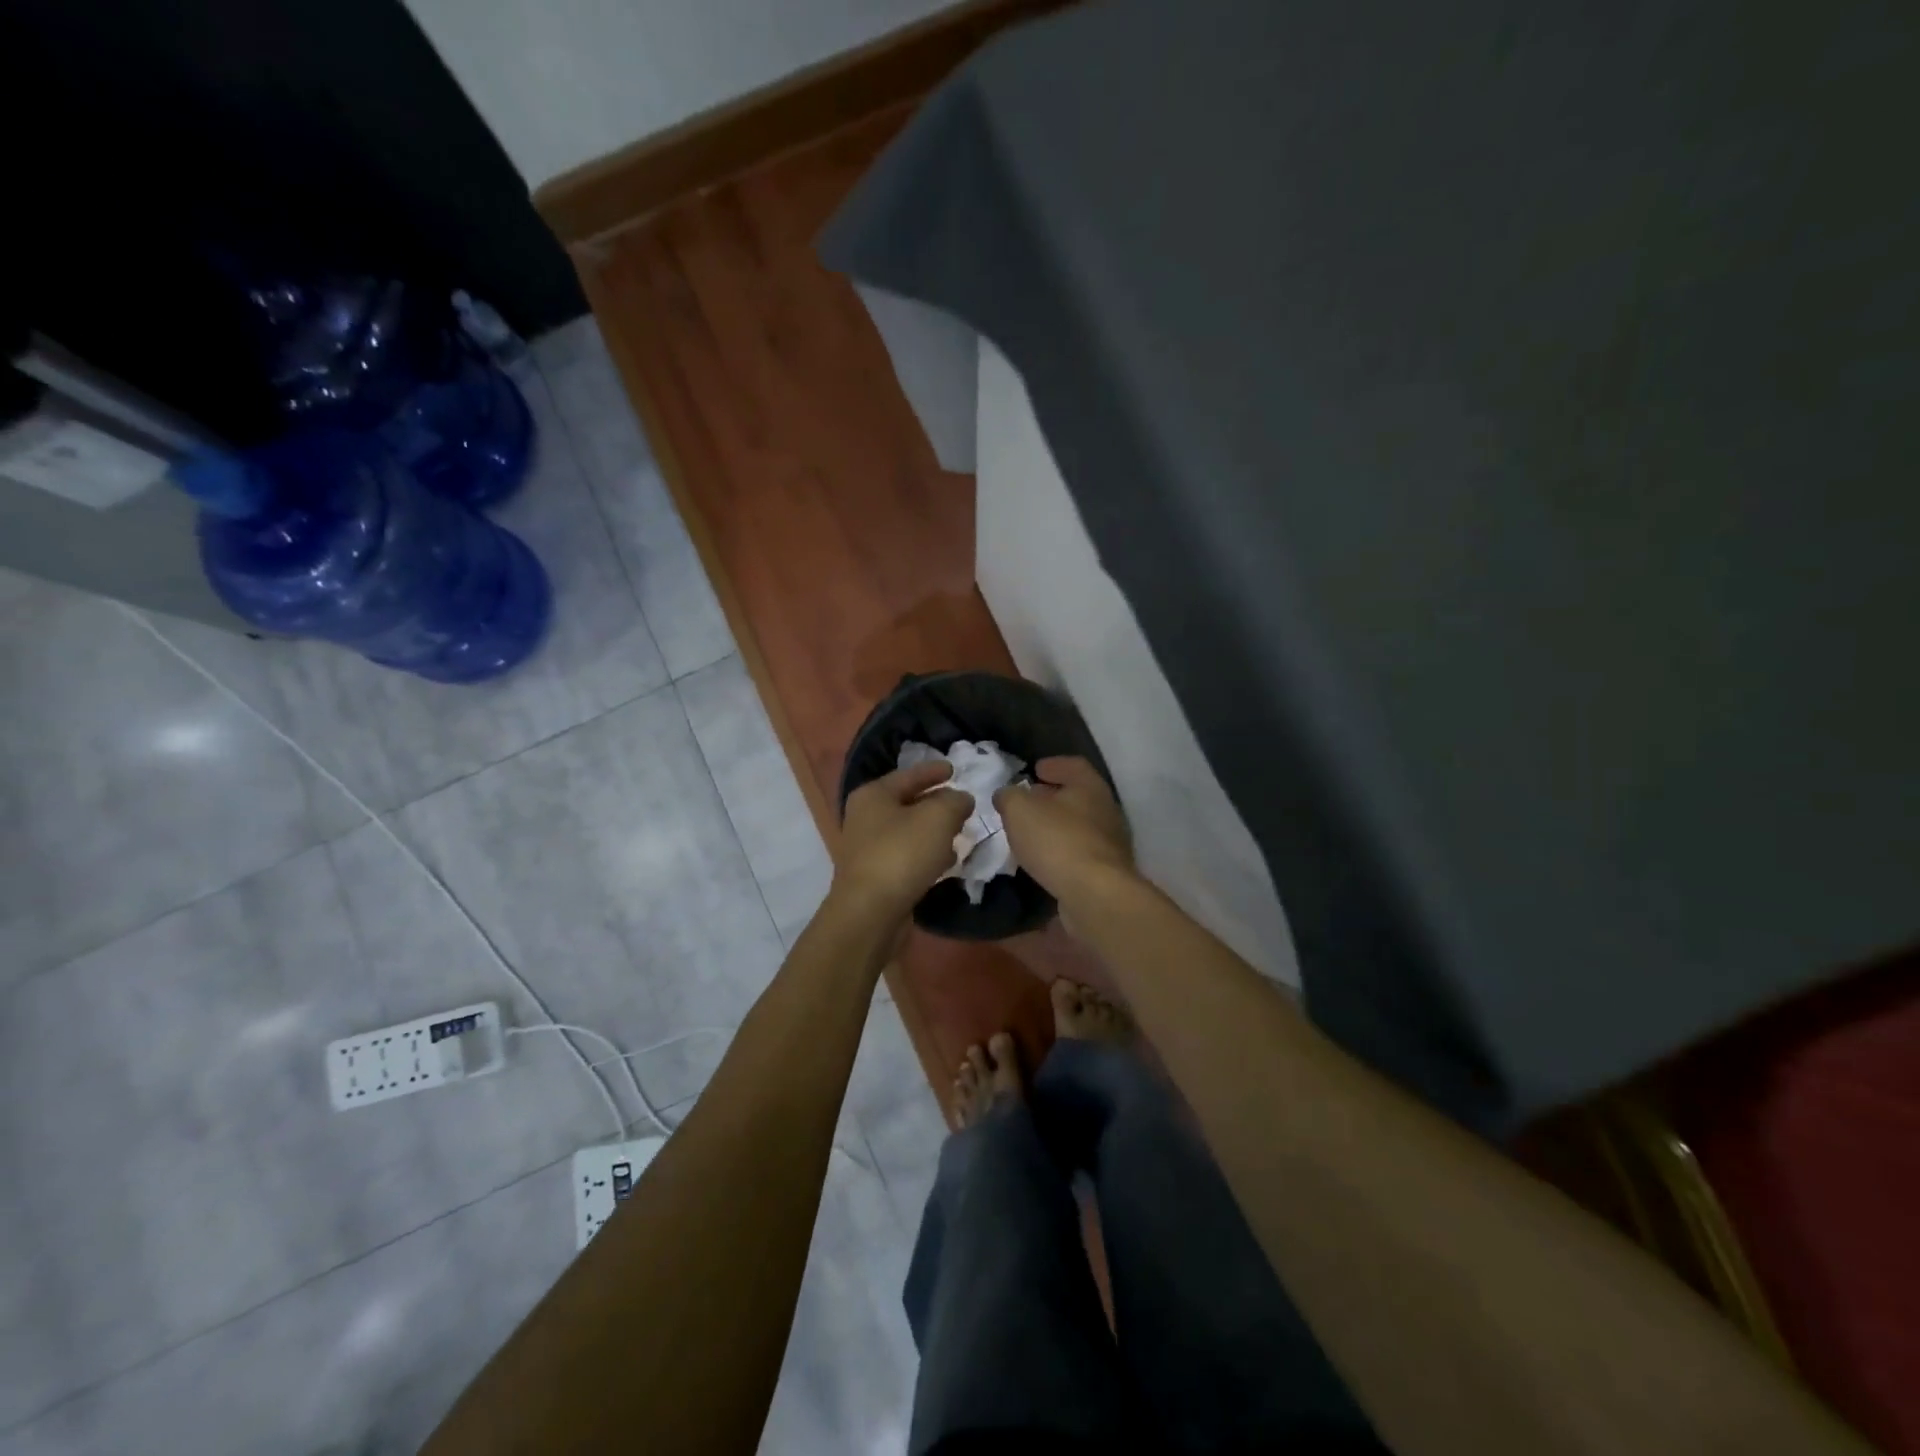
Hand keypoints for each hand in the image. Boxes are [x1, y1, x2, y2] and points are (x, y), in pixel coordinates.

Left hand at [834, 760, 971, 919]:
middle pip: (908, 803)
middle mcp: (865, 818)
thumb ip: (955, 801)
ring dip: (934, 832)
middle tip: (962, 804)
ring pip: (909, 832)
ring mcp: (868, 849)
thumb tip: (961, 799)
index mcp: (873, 795)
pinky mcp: (876, 876)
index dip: (933, 771)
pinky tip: (946, 862)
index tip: (954, 769)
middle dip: (937, 804)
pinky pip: (907, 857)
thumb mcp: (938, 817)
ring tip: (960, 833)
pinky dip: (927, 855)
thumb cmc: (902, 854)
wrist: (870, 913)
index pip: (908, 775)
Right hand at [995, 756, 1133, 906]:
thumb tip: (1006, 795)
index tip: (1036, 769)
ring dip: (1057, 826)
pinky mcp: (1106, 872)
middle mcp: (1106, 810)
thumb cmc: (1057, 841)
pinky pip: (1080, 852)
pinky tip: (1044, 859)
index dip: (1054, 765)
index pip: (1074, 765)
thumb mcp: (1019, 810)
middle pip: (1078, 796)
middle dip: (1053, 796)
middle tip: (1028, 800)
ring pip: (1079, 825)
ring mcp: (1110, 843)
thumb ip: (1009, 796)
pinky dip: (1062, 851)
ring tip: (1031, 832)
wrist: (1094, 895)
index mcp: (1090, 786)